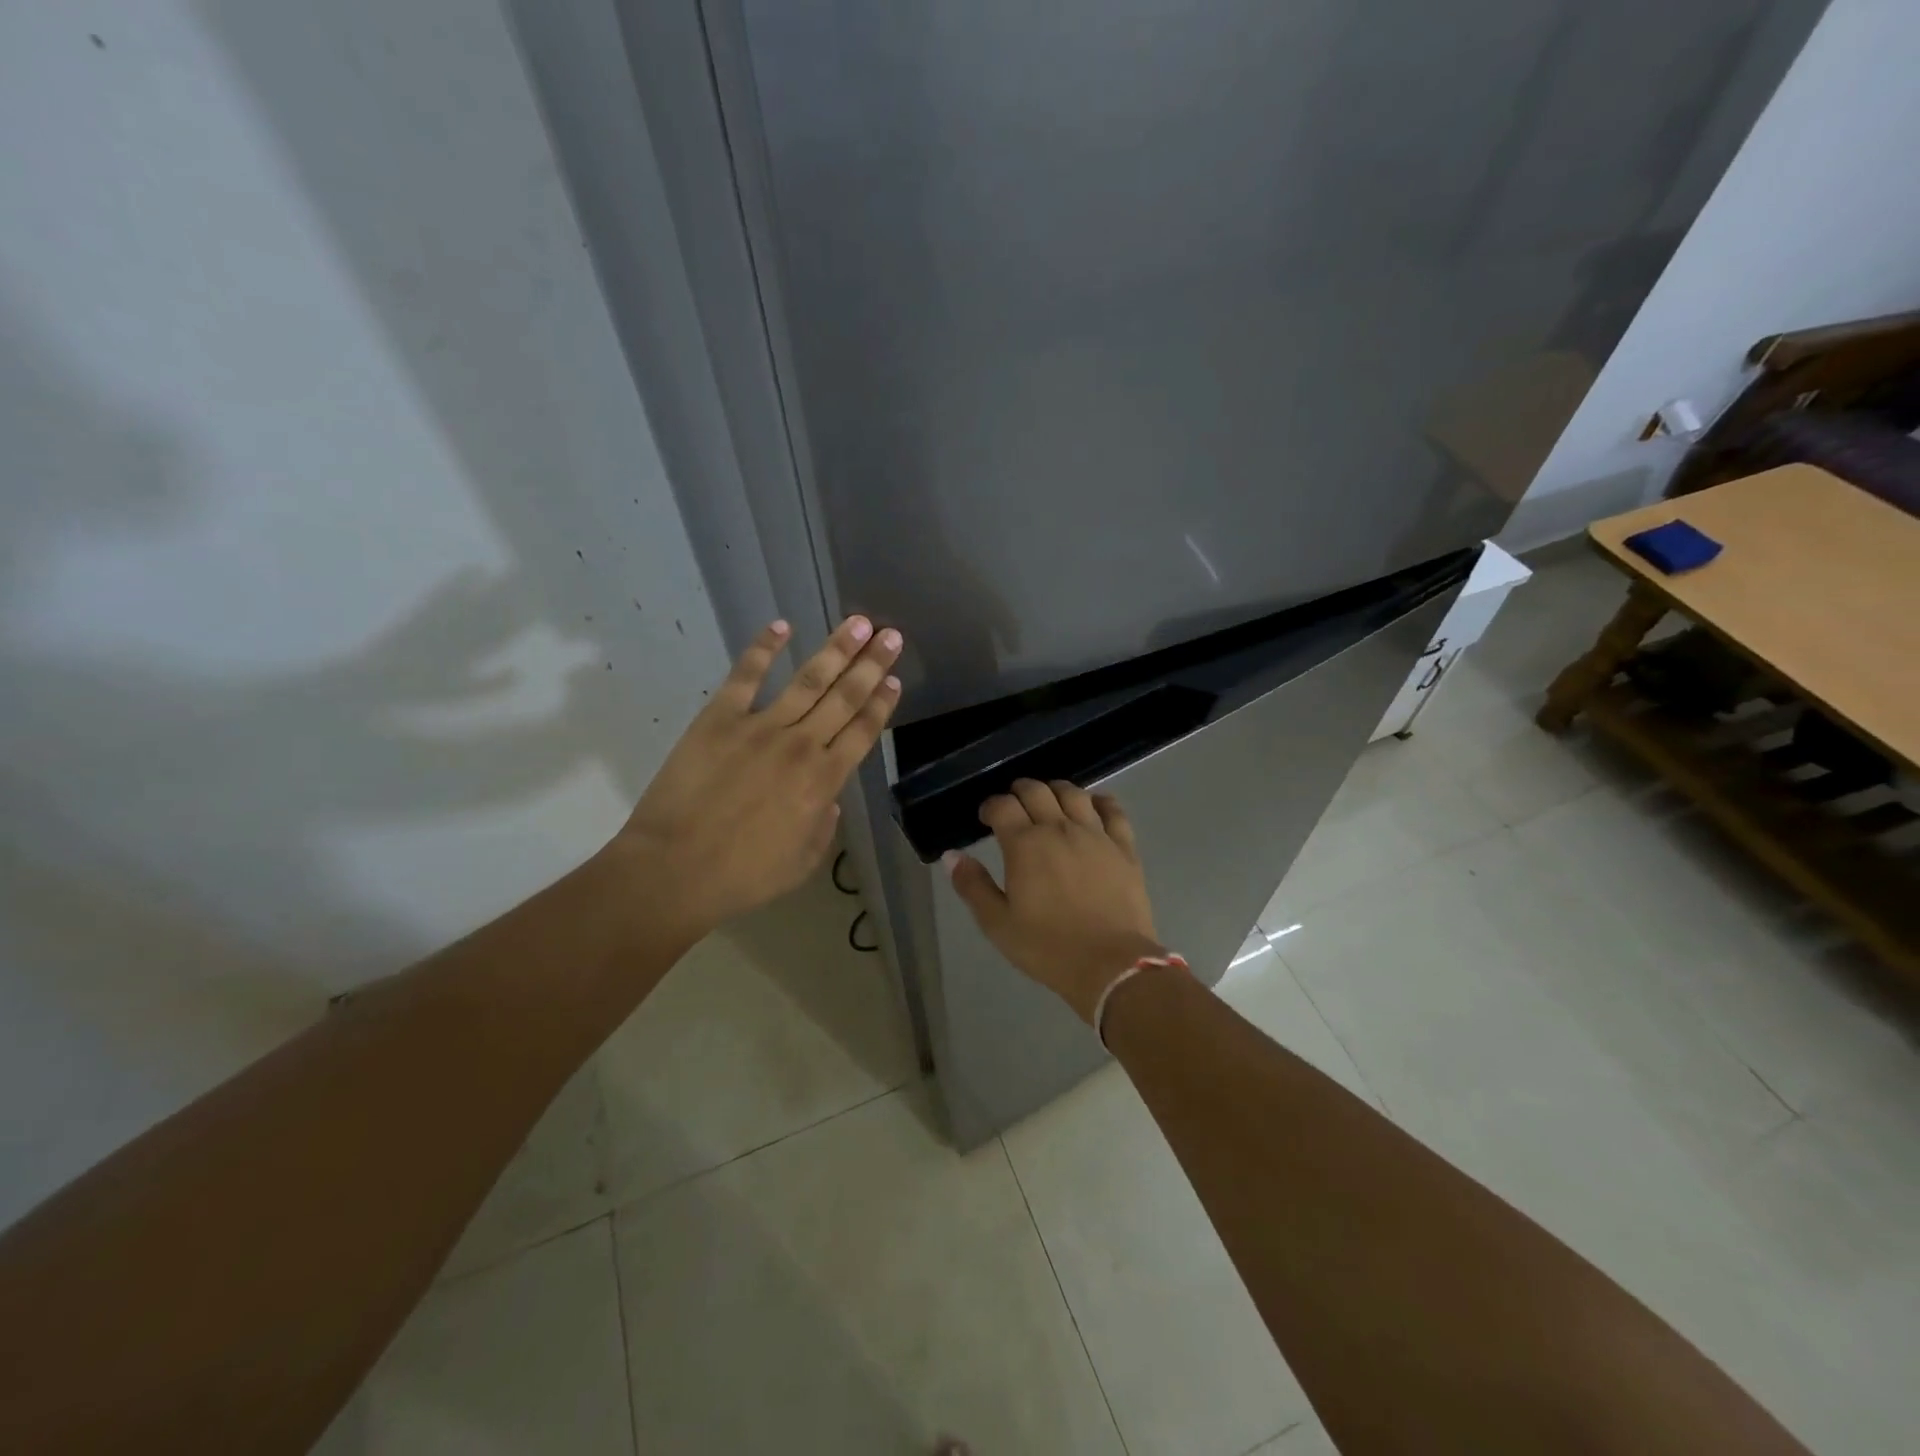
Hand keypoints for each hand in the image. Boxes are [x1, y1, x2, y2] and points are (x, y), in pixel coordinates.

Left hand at [611, 615, 902, 937]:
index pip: (862, 732)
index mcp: (823, 782)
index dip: (881, 704)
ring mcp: (760, 727)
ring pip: (808, 680)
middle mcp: (801, 746)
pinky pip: (745, 675)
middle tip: (891, 635)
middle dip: (871, 665)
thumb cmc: (742, 876)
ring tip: (859, 623)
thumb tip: (829, 801)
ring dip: (836, 649)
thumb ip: (823, 828)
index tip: (894, 679)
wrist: (675, 870)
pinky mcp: (719, 718)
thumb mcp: (801, 864)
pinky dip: (764, 648)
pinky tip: (782, 626)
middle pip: (845, 697)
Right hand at [946, 779, 1165, 1023]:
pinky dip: (1101, 801)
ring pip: (1074, 793)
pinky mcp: (1124, 848)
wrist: (1111, 964)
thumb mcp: (998, 923)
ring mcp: (1095, 835)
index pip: (1002, 806)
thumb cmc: (1047, 947)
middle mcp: (1059, 828)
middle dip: (1019, 791)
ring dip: (1056, 790)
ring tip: (1049, 800)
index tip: (985, 818)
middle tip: (1014, 806)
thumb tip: (952, 855)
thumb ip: (972, 885)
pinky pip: (1114, 811)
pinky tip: (1095, 805)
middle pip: (1036, 791)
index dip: (990, 806)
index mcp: (1025, 844)